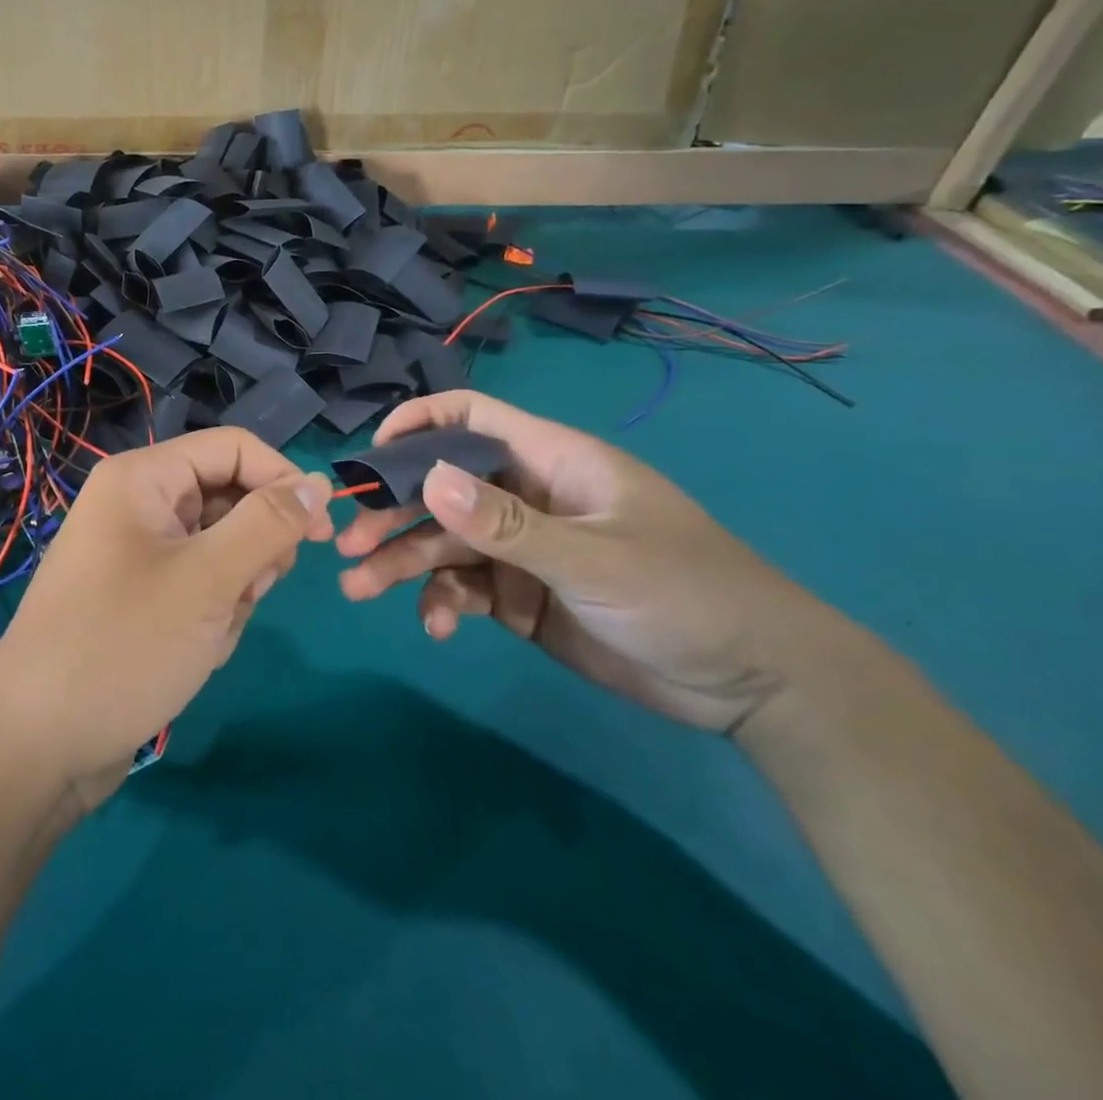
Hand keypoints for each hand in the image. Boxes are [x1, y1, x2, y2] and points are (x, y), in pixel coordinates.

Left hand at [0, 428, 333, 804]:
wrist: (38, 745)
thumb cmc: (124, 646)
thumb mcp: (208, 580)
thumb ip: (268, 524)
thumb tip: (317, 481)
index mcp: (143, 478)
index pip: (233, 449)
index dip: (282, 480)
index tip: (323, 533)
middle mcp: (137, 505)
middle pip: (228, 499)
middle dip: (252, 550)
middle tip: (247, 594)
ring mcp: (136, 554)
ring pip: (220, 550)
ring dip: (234, 592)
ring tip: (209, 633)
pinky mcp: (139, 597)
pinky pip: (199, 587)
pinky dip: (211, 617)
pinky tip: (194, 654)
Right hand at [336, 390, 844, 733]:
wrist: (755, 685)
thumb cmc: (686, 595)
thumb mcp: (593, 558)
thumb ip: (507, 524)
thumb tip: (428, 480)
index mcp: (550, 462)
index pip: (470, 417)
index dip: (416, 424)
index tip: (370, 457)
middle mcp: (526, 497)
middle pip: (440, 488)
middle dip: (392, 512)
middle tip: (347, 544)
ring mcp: (521, 548)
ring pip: (443, 542)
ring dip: (401, 562)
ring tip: (360, 589)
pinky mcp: (521, 596)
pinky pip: (465, 588)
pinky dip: (443, 603)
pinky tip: (437, 627)